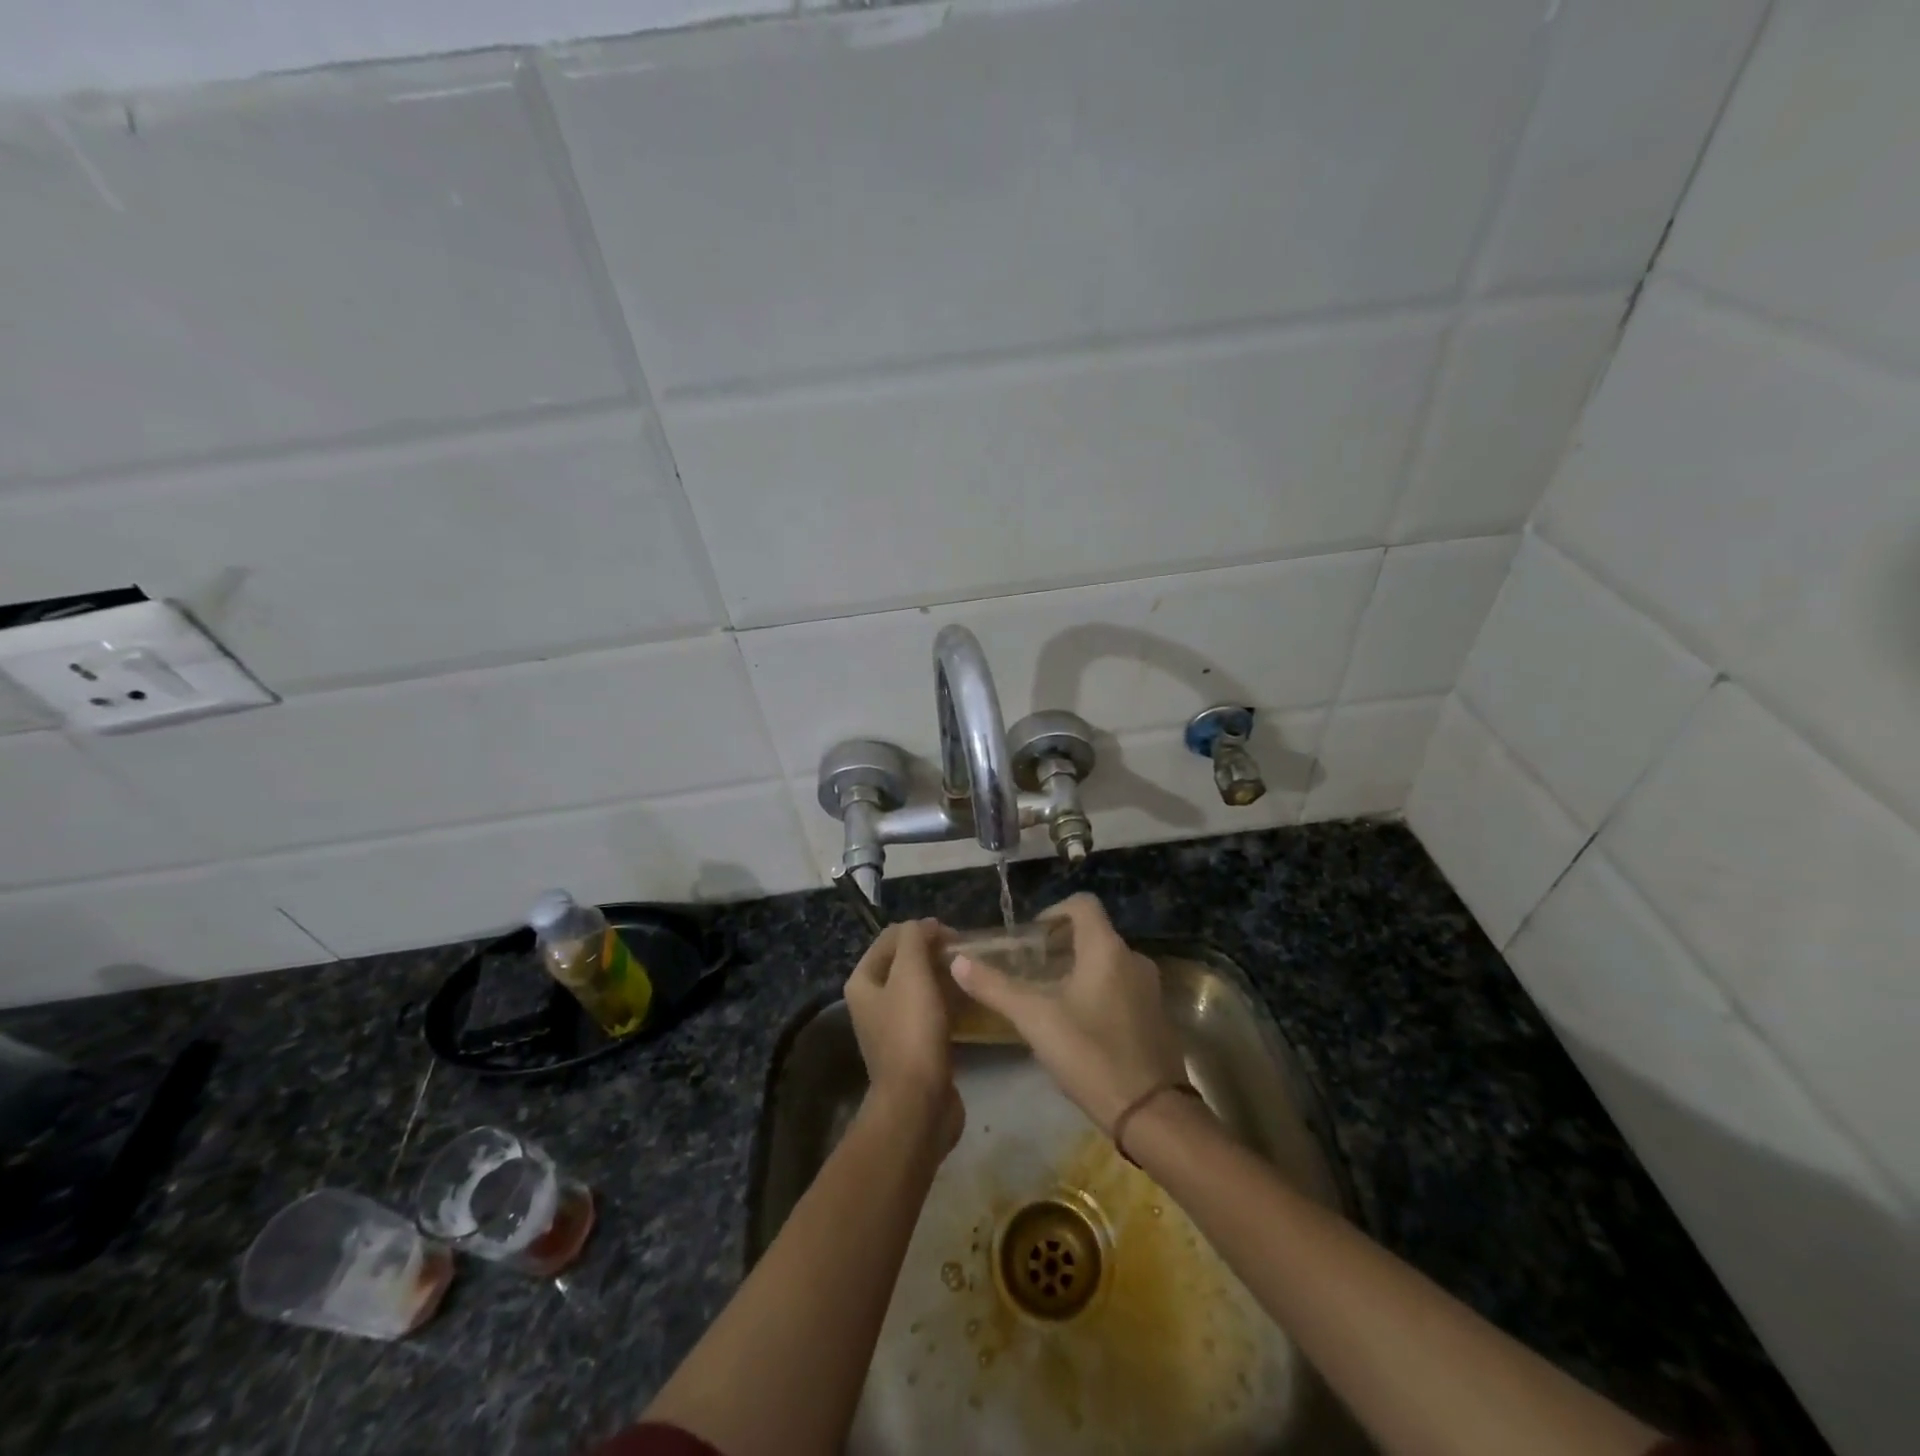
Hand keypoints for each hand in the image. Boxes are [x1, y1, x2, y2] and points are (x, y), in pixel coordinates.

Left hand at [845, 920, 963, 1152]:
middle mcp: (873, 1002)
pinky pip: (933, 1013)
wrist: (918, 1104)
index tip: (954, 936)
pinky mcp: (916, 1048)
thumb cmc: (912, 1032)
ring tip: (970, 975)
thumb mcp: (912, 973)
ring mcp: (894, 1027)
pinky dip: (949, 1003)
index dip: (921, 930)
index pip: (891, 938)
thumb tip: (926, 926)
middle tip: (964, 955)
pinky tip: (971, 1002)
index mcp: (863, 981)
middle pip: (906, 962)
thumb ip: (915, 939)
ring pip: (921, 988)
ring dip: (944, 977)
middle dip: (934, 953)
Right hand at [951, 893, 1185, 1134]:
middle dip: (1060, 945)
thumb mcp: (1034, 1019)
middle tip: (1030, 970)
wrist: (1150, 1113)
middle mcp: (1133, 959)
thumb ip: (994, 987)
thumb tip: (958, 960)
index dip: (1053, 912)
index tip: (1030, 939)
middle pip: (1093, 934)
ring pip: (1107, 962)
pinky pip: (1122, 987)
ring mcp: (1149, 988)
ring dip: (1078, 969)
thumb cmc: (1089, 1054)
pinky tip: (1077, 1025)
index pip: (1082, 904)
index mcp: (1107, 949)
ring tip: (1048, 998)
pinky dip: (1098, 991)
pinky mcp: (1156, 1016)